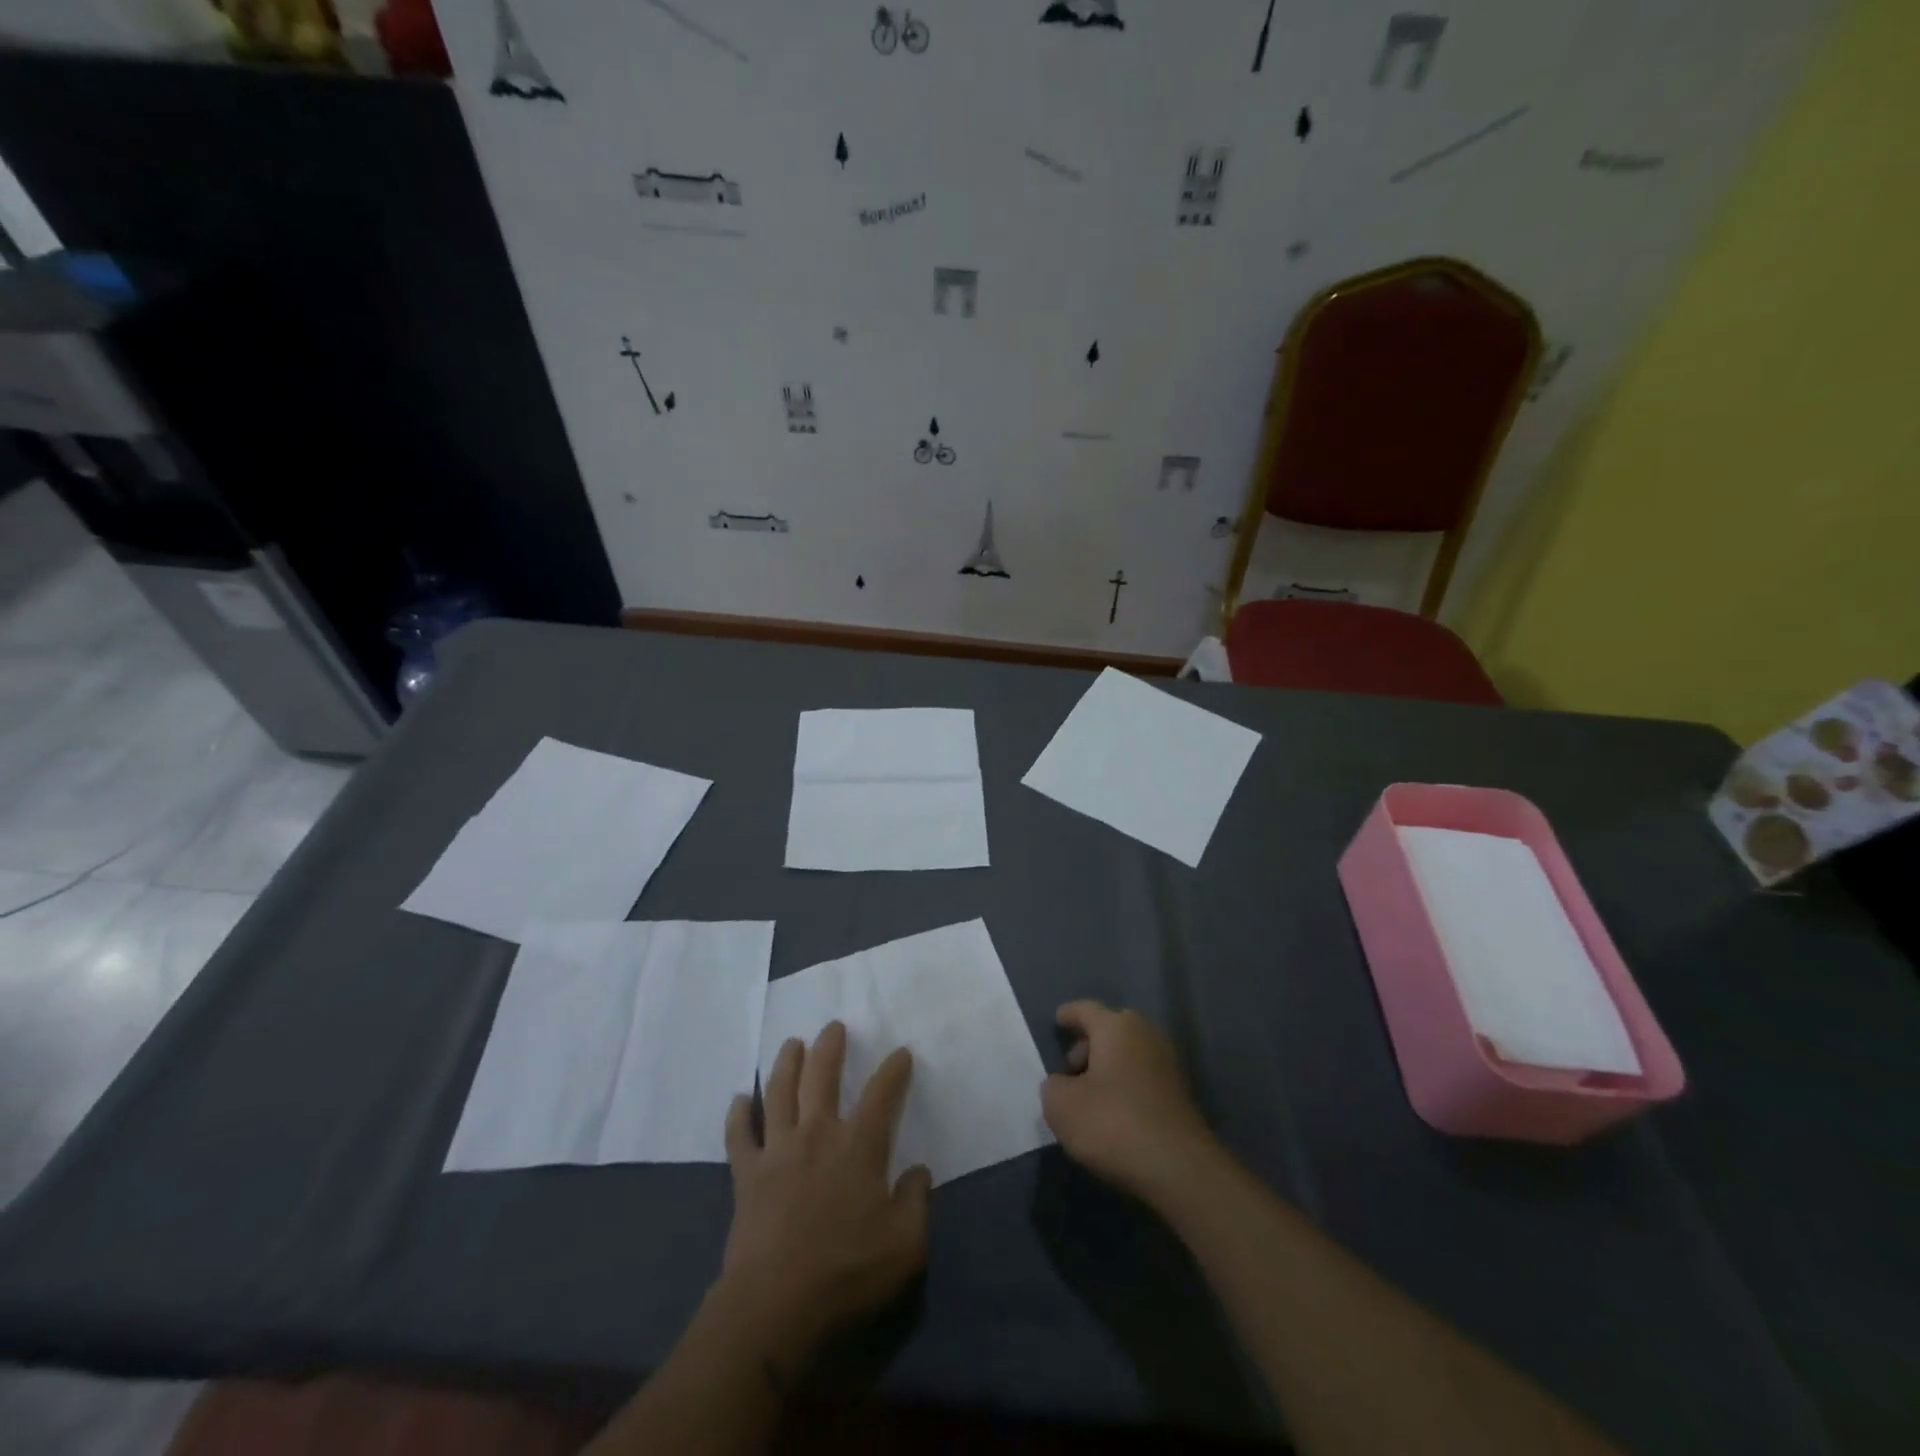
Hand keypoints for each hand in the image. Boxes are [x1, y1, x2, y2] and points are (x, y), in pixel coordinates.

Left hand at [717, 1022, 930, 1364]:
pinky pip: (739, 1134)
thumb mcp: (904, 1246)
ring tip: (792, 1043)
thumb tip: (919, 1172)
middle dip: (830, 1047)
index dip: (894, 1070)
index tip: (901, 1052)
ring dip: (786, 1063)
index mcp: (858, 1147)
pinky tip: (740, 1099)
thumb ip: (916, 1202)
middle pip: (822, 1076)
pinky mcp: (747, 1174)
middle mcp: (817, 1134)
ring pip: (779, 1092)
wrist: (774, 1305)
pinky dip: (738, 1114)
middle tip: (833, 1026)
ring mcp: (778, 1150)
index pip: (881, 1094)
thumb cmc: (845, 1272)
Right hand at [1042, 1000, 1217, 1205]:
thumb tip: (1064, 1084)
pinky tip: (1114, 1114)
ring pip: (1127, 1054)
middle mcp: (1145, 1034)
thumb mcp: (1061, 1106)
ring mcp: (1167, 1063)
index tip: (1057, 1021)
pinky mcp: (1180, 1093)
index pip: (1085, 1010)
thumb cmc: (1113, 1124)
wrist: (1180, 1169)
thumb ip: (1053, 1086)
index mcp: (1116, 1026)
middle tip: (1068, 1071)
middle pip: (1109, 1030)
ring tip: (1088, 1098)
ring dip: (1107, 1069)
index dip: (1068, 1015)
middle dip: (1087, 1046)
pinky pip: (1142, 1077)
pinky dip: (1125, 1086)